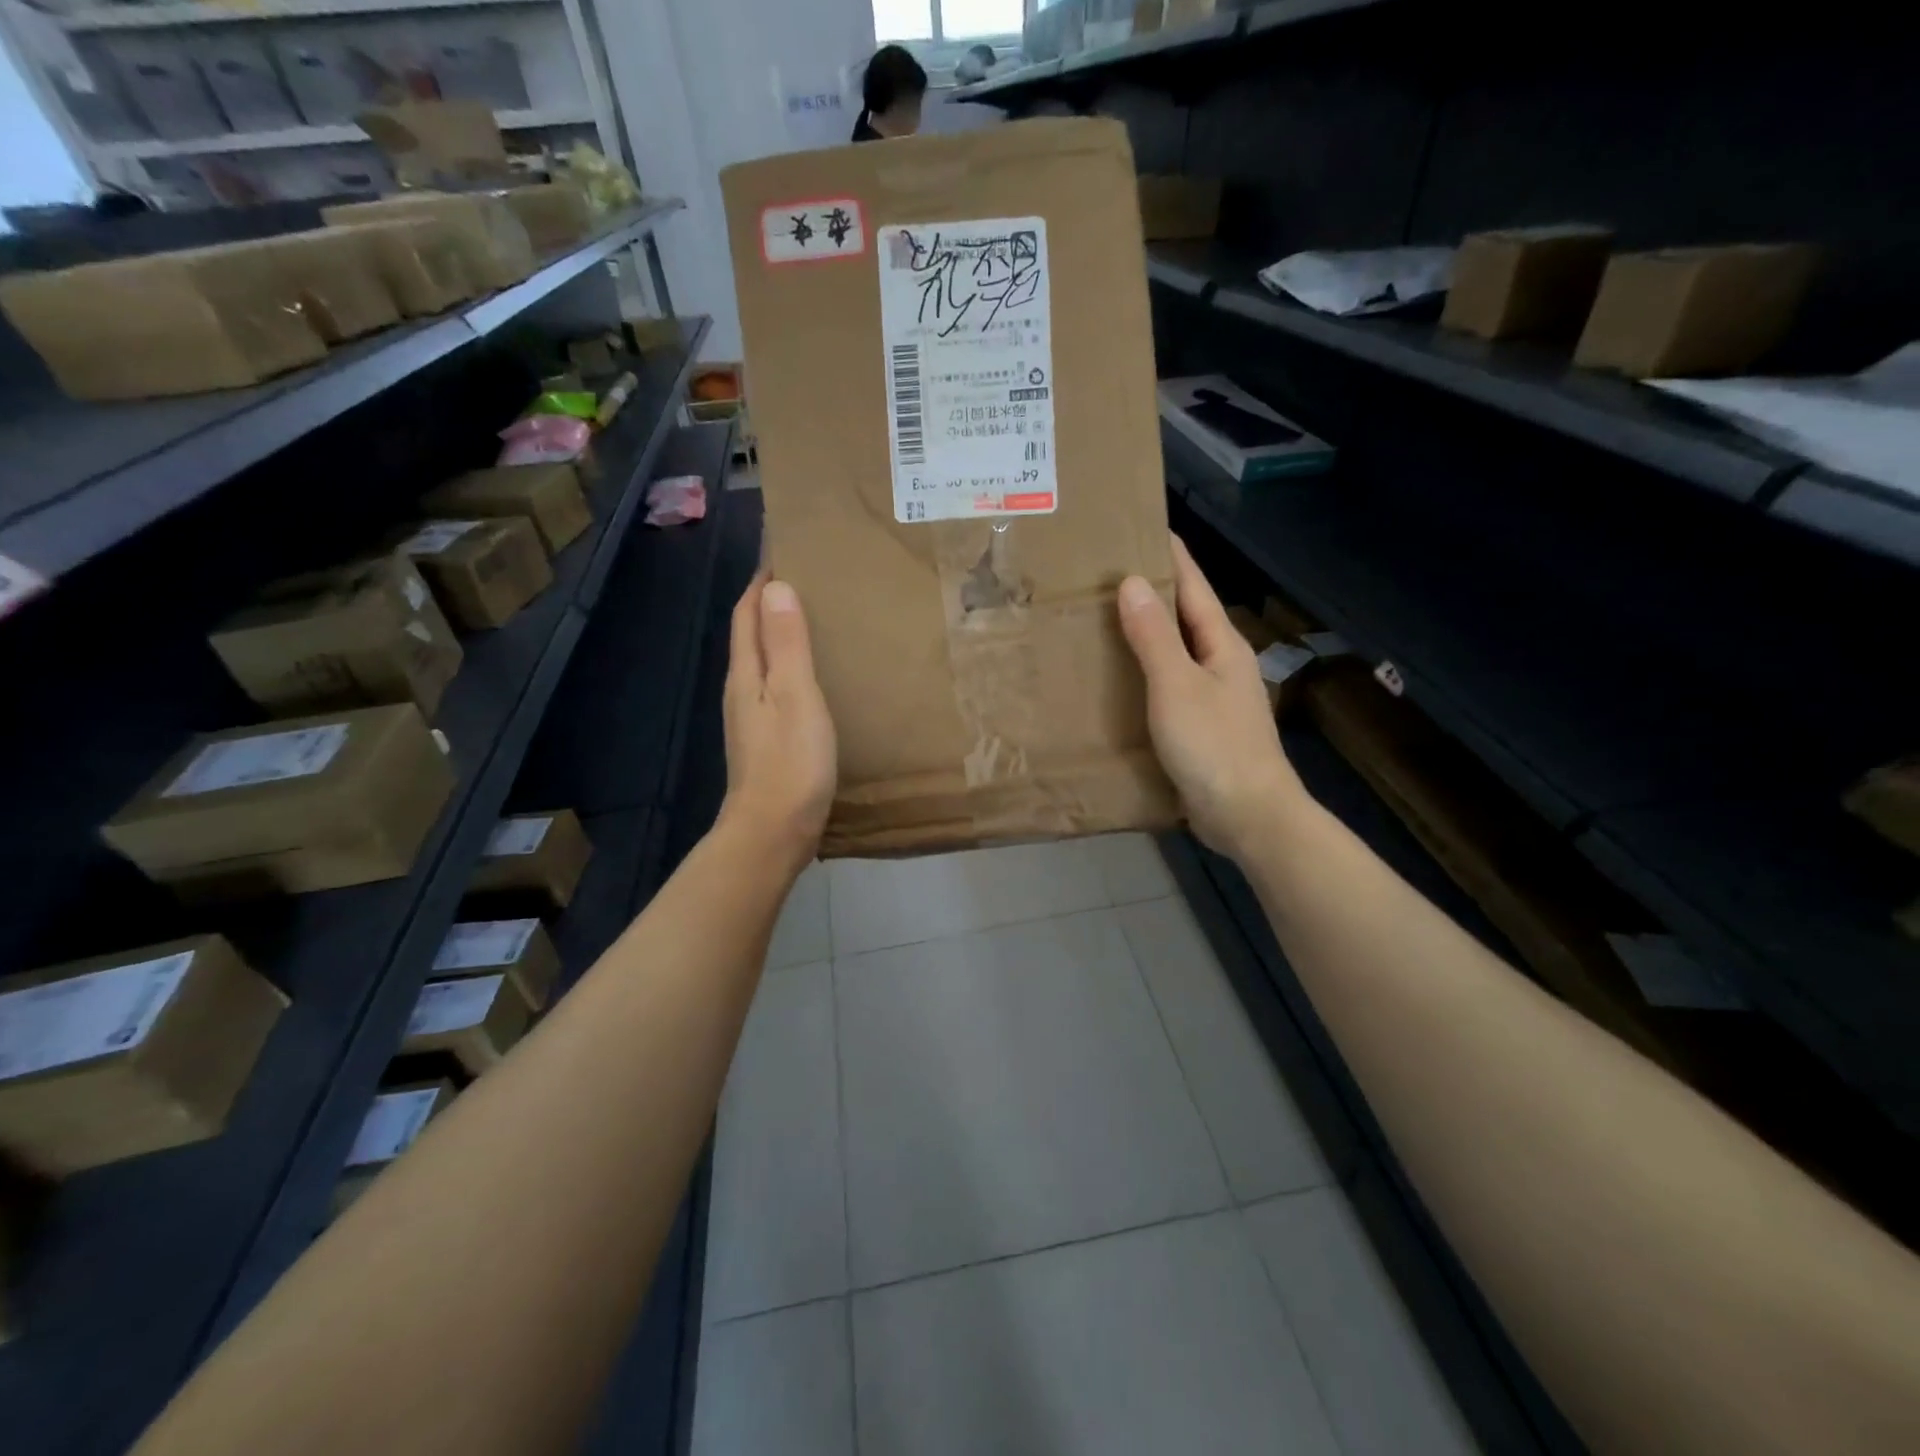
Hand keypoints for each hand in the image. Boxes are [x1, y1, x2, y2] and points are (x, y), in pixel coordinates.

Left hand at [721, 576, 836, 873]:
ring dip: (781, 636)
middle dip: (770, 603)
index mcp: (746, 674)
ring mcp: (752, 719)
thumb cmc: (790, 762)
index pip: (747, 613)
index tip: (782, 550)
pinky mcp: (767, 742)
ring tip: (815, 620)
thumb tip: (775, 587)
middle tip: (807, 579)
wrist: (773, 832)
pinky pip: (776, 689)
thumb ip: (787, 643)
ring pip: (763, 663)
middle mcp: (742, 691)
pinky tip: (813, 677)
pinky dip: (791, 669)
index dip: (761, 581)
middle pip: (751, 635)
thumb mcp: (795, 695)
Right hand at [1117, 537, 1305, 861]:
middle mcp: (1220, 663)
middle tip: (1102, 575)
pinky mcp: (1200, 727)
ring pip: (1173, 653)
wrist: (1248, 816)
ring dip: (1143, 635)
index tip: (1140, 528)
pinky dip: (1143, 674)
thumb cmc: (1214, 745)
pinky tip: (1117, 680)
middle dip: (1149, 593)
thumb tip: (1132, 582)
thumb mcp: (1177, 685)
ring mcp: (1212, 697)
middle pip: (1183, 616)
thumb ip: (1154, 636)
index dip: (1169, 556)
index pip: (1192, 585)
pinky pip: (1167, 687)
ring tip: (1100, 621)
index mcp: (1220, 644)